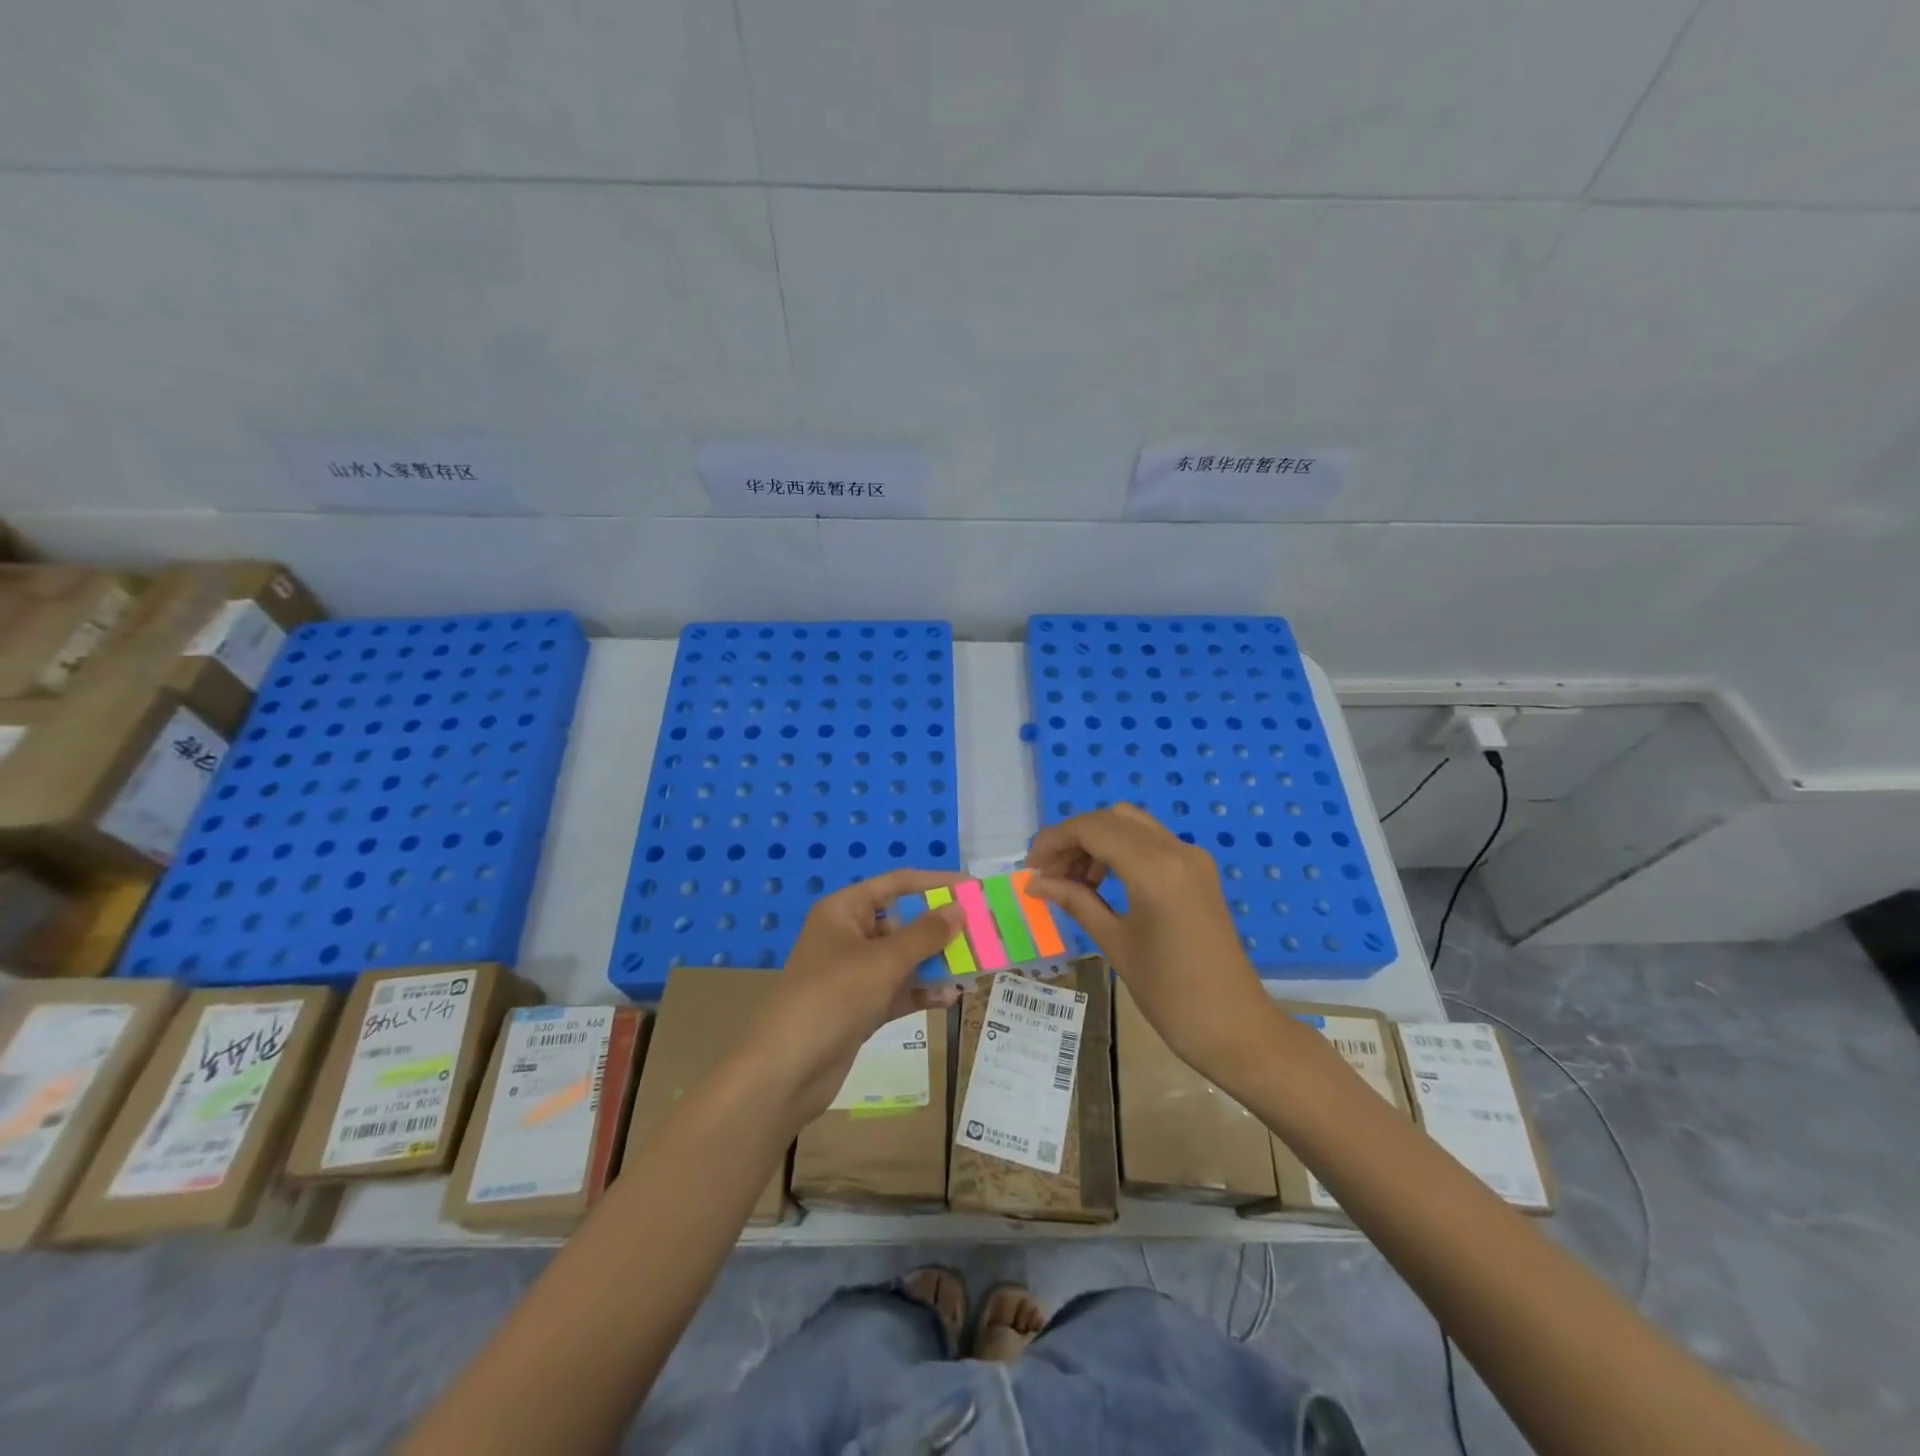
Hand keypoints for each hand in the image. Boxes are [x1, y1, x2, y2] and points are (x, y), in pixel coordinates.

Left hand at [749, 870, 965, 1124]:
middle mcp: (848, 936)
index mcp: (844, 911)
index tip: (973, 887)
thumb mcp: (883, 962)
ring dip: (936, 963)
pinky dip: (922, 992)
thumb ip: (925, 934)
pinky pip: (898, 990)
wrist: (786, 1071)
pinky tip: (951, 998)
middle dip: (940, 929)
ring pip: (903, 959)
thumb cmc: (832, 998)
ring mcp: (853, 974)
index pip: (896, 884)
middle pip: (902, 922)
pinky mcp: (859, 1007)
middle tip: (982, 932)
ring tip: (976, 966)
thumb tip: (959, 908)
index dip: (934, 883)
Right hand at [1026, 805, 1277, 1082]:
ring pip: (1133, 826)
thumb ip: (1076, 902)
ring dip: (1097, 842)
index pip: (1093, 829)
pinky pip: (1151, 843)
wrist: (1236, 1028)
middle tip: (1049, 873)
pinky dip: (1121, 851)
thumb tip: (1036, 882)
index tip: (1031, 867)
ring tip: (1072, 882)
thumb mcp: (1115, 944)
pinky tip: (1103, 884)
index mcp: (1154, 868)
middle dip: (1075, 838)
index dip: (1055, 840)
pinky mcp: (1199, 872)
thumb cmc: (1170, 993)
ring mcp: (1193, 858)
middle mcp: (1176, 850)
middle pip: (1112, 818)